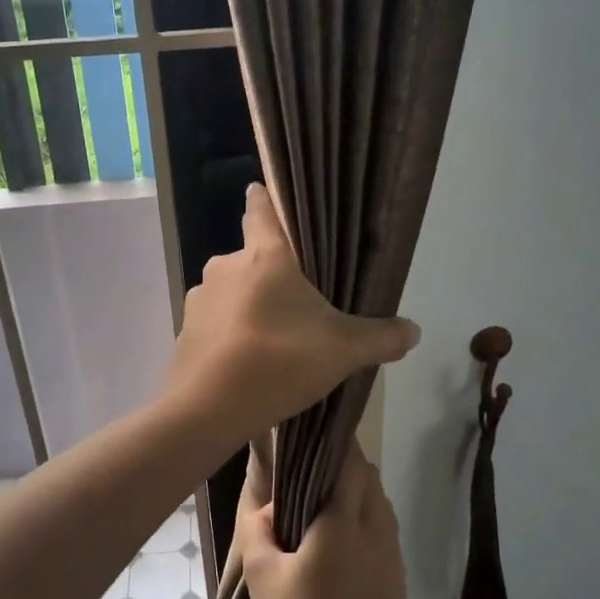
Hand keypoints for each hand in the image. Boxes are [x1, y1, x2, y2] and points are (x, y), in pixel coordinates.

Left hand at [167, 184, 419, 440]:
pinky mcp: (185, 331)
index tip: (260, 189)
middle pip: (252, 259)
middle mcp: (226, 267)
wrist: (208, 409)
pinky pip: (216, 323)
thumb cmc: (280, 361)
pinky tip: (246, 361)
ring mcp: (199, 299)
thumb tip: (414, 331)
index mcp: (264, 257)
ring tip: (273, 339)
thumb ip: (382, 337)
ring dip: (250, 307)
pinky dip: (231, 334)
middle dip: (271, 276)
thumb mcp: (344, 350)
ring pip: (232, 293)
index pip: (261, 211)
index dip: (263, 199)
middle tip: (297, 304)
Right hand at [237, 441, 406, 598]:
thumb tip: (268, 502)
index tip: (316, 432)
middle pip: (369, 478)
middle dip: (347, 464)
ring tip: (328, 502)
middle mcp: (375, 532)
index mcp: (341, 525)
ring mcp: (392, 556)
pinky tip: (345, 540)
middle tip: (314, 468)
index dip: (336, 443)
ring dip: (360, 492)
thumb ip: (259, 528)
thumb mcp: (261, 576)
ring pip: (382, 503)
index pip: (349, 464)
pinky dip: (369, 519)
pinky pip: (387, 530)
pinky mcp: (397, 579)